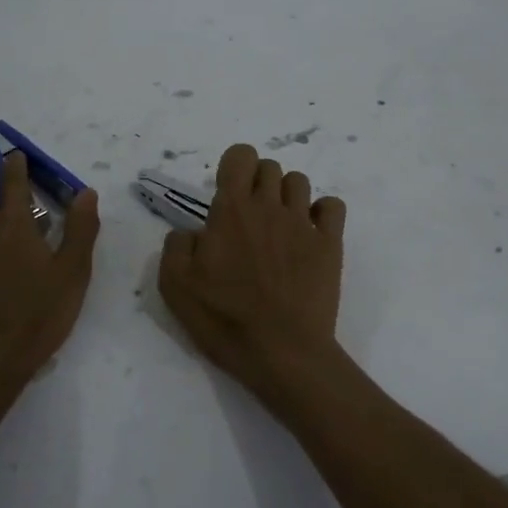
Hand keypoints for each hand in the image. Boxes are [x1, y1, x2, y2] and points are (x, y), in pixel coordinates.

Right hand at [157, 143, 347, 409]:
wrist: (282, 352)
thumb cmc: (225, 319)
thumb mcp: (175, 286)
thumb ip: (177, 245)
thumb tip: (192, 231)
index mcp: (232, 210)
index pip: (240, 156)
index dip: (233, 166)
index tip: (227, 194)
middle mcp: (269, 206)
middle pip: (270, 166)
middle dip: (258, 182)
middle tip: (250, 216)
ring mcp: (303, 223)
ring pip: (299, 181)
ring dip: (287, 194)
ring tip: (279, 225)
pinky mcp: (330, 244)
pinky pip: (332, 205)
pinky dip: (322, 211)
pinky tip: (310, 232)